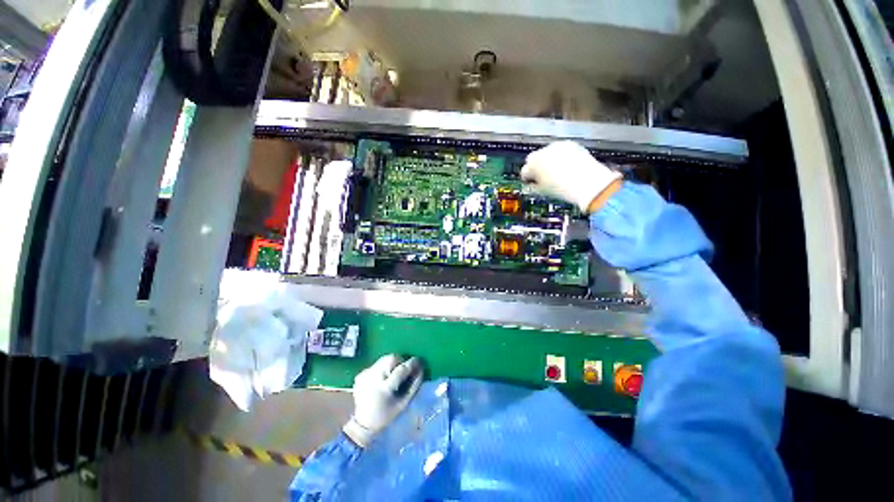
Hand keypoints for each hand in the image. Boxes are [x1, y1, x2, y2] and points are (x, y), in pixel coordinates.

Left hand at [342, 354, 423, 447]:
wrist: (362, 424)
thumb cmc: (385, 415)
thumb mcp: (402, 404)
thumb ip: (413, 385)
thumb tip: (421, 368)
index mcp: (384, 388)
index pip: (401, 369)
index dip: (411, 363)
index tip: (418, 361)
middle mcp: (373, 378)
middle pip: (391, 358)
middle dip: (400, 361)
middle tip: (403, 370)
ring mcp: (365, 374)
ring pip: (384, 358)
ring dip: (392, 363)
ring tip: (392, 374)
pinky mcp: (361, 373)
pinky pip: (376, 364)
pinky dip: (382, 367)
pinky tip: (382, 379)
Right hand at [521, 141, 622, 212]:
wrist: (587, 183)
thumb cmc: (563, 189)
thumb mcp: (542, 191)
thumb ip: (533, 186)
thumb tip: (530, 185)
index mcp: (533, 164)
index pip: (525, 170)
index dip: (527, 178)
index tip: (531, 183)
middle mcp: (544, 151)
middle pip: (534, 158)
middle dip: (536, 166)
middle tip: (542, 178)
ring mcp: (558, 147)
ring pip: (548, 153)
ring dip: (549, 161)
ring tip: (556, 174)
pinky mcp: (571, 145)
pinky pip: (561, 151)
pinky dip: (561, 157)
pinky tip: (567, 168)